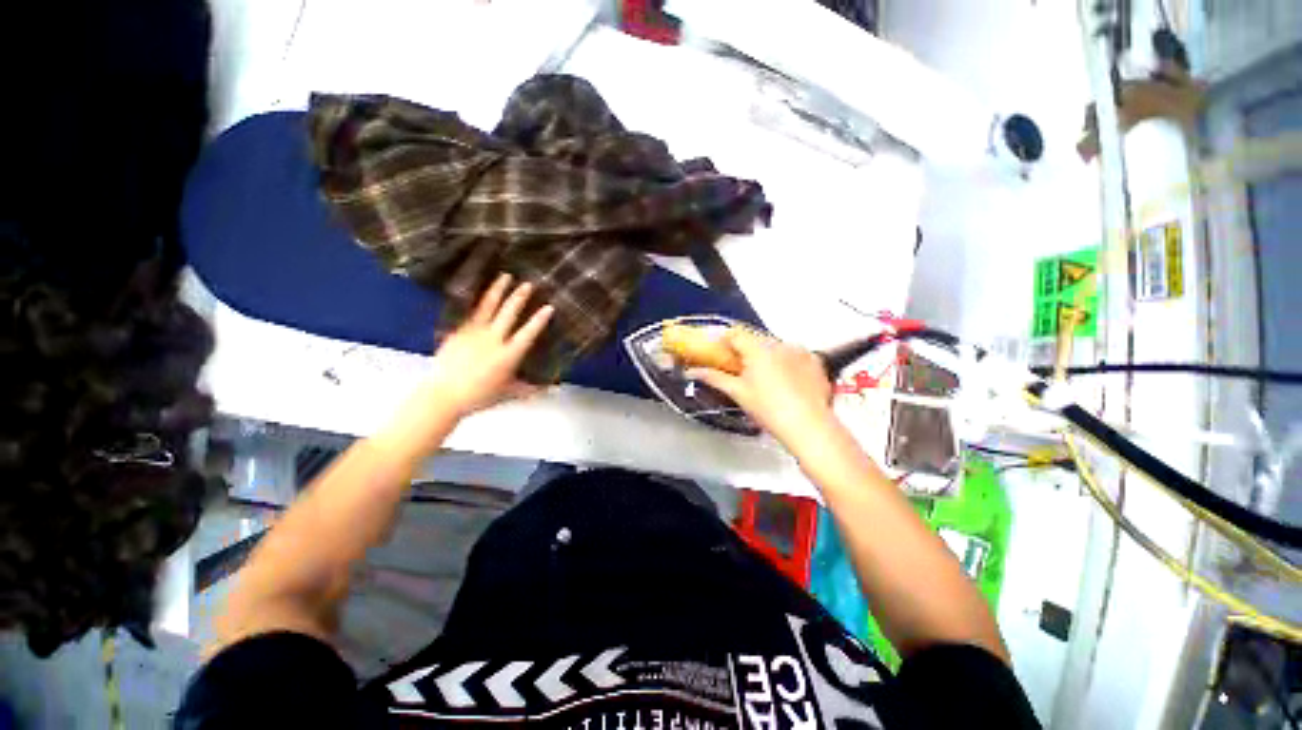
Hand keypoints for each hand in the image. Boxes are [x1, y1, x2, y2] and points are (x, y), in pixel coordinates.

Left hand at [425, 274, 553, 416]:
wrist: (443, 395)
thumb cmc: (478, 397)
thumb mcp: (507, 394)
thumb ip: (528, 390)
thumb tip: (548, 391)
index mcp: (508, 355)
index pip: (528, 333)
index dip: (539, 320)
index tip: (549, 307)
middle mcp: (493, 340)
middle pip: (508, 313)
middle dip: (520, 297)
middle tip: (528, 283)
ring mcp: (474, 333)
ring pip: (488, 307)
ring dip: (498, 290)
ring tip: (505, 276)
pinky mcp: (458, 333)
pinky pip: (470, 313)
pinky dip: (477, 301)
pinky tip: (481, 293)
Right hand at [689, 327, 838, 453]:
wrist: (808, 426)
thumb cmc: (770, 410)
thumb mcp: (738, 393)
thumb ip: (714, 377)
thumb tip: (694, 372)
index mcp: (758, 349)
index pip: (735, 334)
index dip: (723, 340)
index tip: (718, 350)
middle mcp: (779, 344)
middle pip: (755, 339)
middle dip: (744, 350)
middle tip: (738, 368)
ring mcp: (799, 351)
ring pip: (775, 346)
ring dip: (765, 356)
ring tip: (764, 379)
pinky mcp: (814, 361)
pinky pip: (794, 355)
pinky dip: (786, 362)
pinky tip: (784, 381)